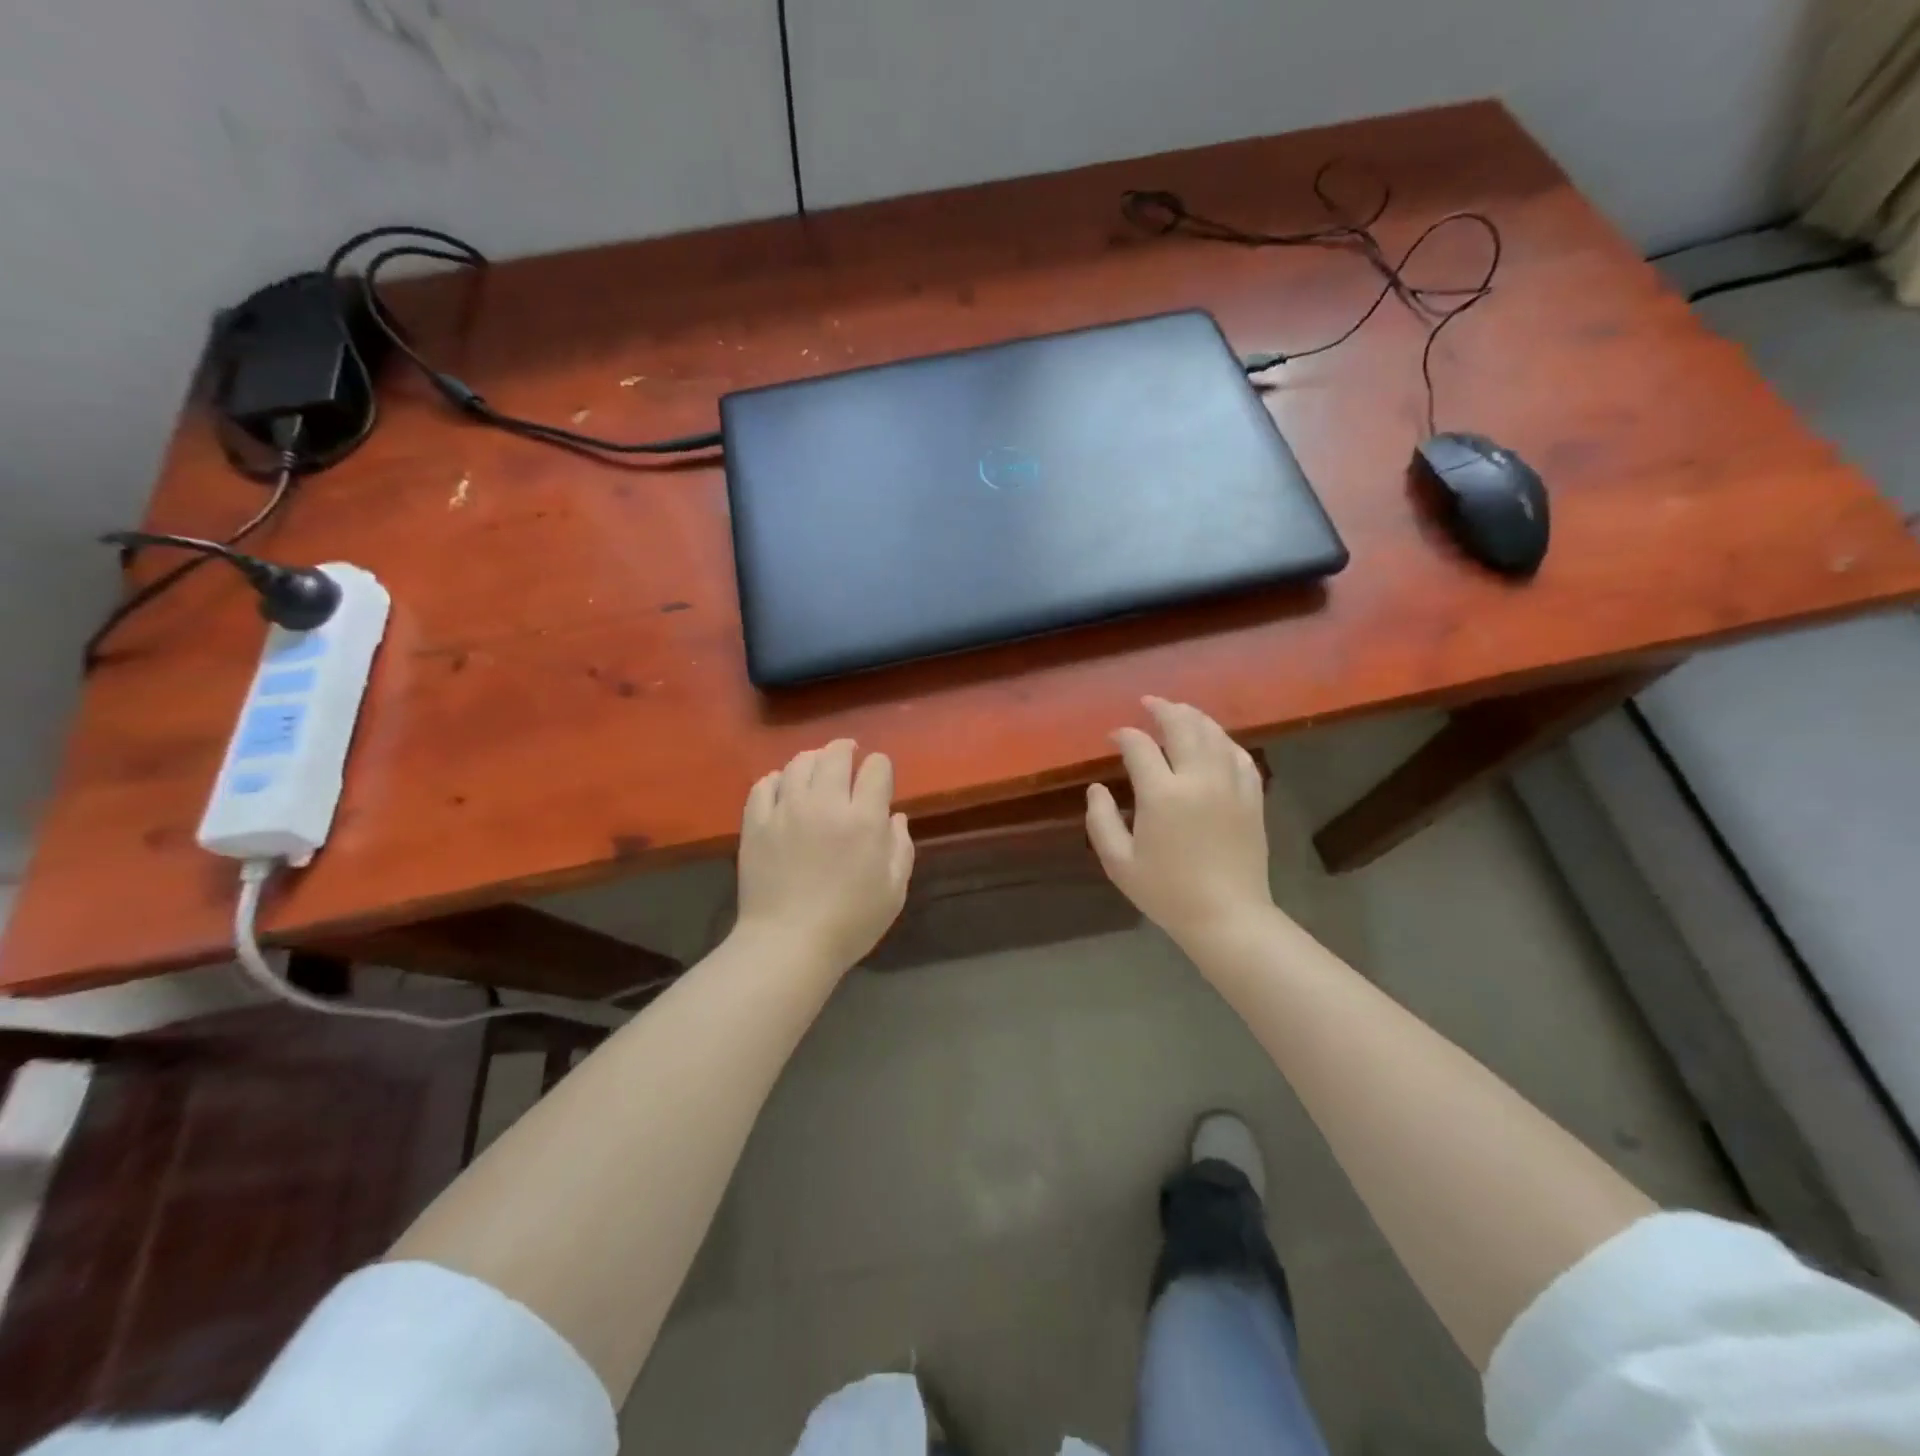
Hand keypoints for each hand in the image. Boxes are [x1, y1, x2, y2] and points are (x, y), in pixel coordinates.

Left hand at [735, 739, 914, 973]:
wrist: (788, 944)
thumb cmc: (850, 922)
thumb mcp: (894, 891)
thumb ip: (901, 848)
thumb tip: (895, 817)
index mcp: (864, 819)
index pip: (876, 768)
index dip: (880, 767)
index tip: (879, 777)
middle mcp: (825, 804)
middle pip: (835, 754)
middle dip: (847, 750)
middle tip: (849, 755)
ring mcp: (786, 810)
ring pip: (798, 763)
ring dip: (813, 759)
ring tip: (816, 768)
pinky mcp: (756, 823)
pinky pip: (764, 784)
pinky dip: (776, 779)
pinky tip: (783, 788)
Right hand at [1086, 697, 1274, 951]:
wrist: (1227, 916)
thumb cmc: (1166, 892)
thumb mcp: (1119, 862)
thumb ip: (1100, 820)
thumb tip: (1097, 788)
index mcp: (1162, 794)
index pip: (1140, 747)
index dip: (1124, 735)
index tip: (1114, 737)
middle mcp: (1198, 779)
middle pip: (1182, 726)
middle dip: (1162, 709)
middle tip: (1148, 703)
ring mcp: (1230, 785)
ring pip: (1213, 733)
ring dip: (1193, 716)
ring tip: (1178, 711)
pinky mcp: (1252, 797)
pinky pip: (1239, 754)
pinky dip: (1223, 740)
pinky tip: (1214, 740)